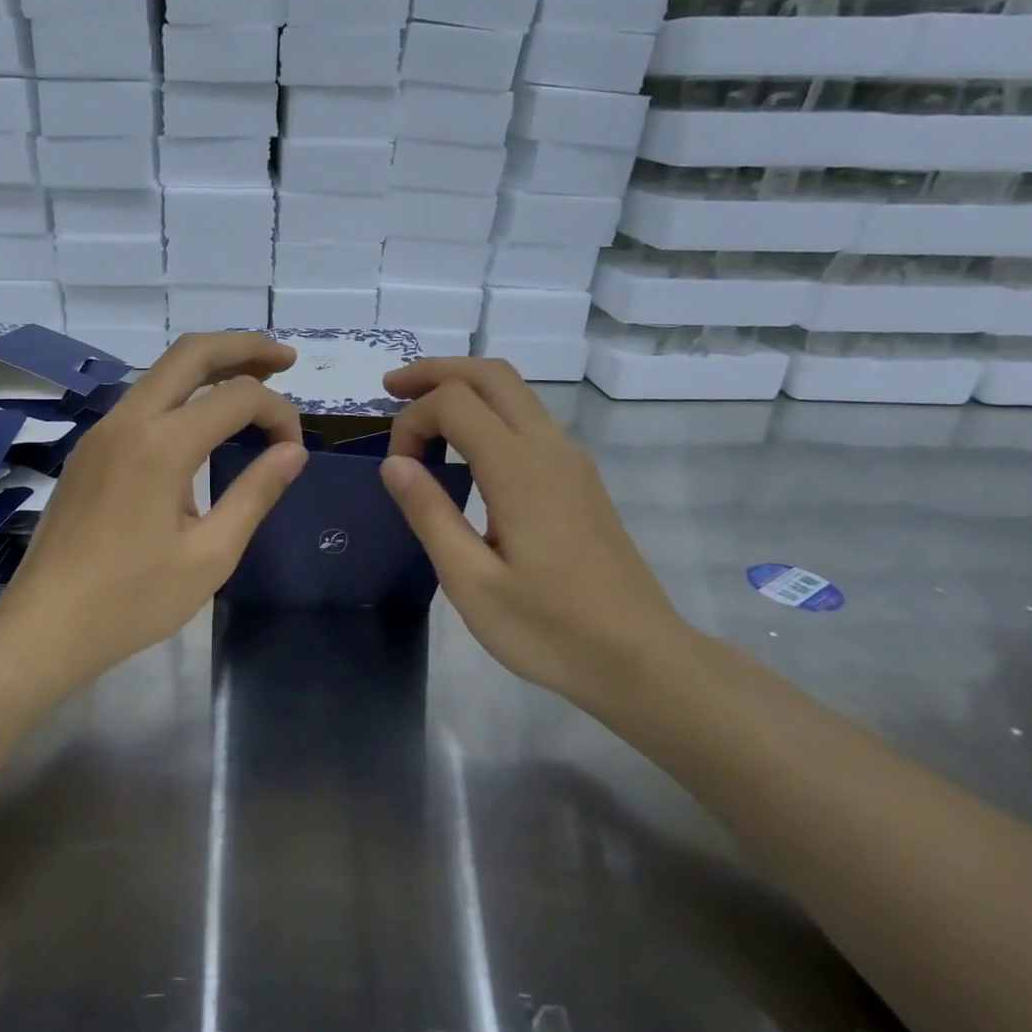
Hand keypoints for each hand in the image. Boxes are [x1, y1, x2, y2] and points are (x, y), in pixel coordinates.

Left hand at [0, 332, 308, 678]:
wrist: (45, 625)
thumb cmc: (133, 600)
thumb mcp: (210, 555)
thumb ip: (255, 494)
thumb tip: (293, 452)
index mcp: (161, 445)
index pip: (238, 397)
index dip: (279, 412)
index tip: (294, 451)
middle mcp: (127, 422)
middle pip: (191, 353)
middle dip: (244, 346)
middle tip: (286, 359)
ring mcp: (101, 432)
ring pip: (161, 373)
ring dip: (210, 367)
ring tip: (252, 381)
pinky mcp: (89, 451)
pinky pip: (141, 402)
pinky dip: (181, 395)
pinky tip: (202, 423)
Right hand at [379, 358, 693, 710]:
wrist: (641, 659)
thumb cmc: (550, 630)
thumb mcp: (471, 582)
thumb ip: (430, 514)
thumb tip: (394, 463)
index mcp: (520, 471)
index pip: (455, 402)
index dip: (412, 420)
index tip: (395, 469)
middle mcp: (550, 449)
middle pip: (492, 375)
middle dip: (436, 371)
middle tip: (391, 388)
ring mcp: (572, 462)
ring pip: (515, 393)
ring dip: (464, 388)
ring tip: (419, 415)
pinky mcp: (580, 480)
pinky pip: (529, 421)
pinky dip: (487, 413)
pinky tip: (464, 449)